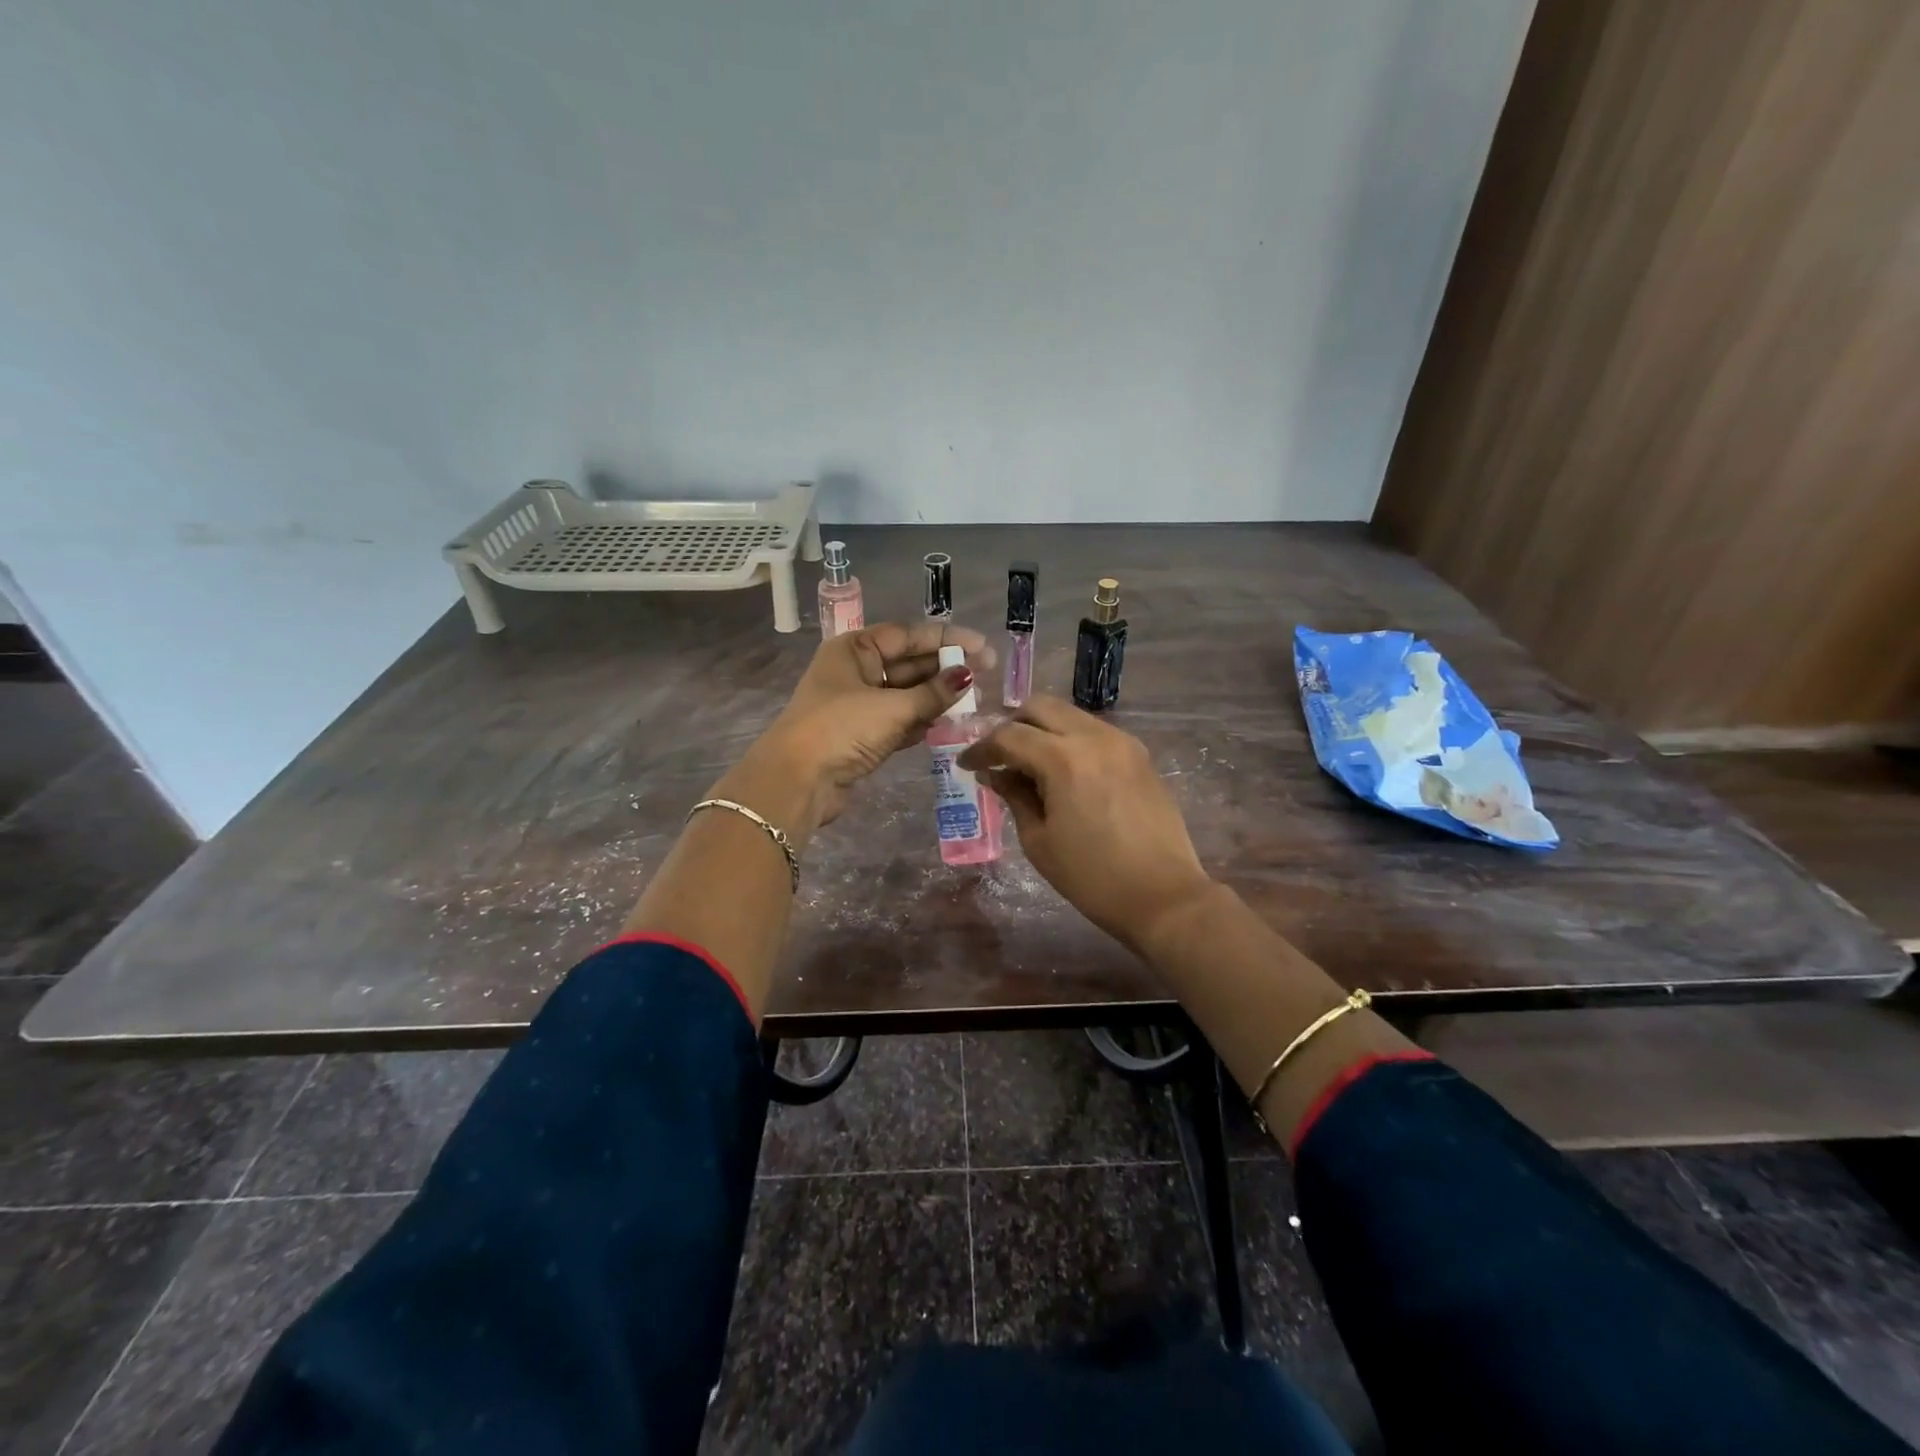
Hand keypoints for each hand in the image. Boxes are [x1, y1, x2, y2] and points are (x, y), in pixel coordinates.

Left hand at [754, 621, 996, 826]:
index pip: (908, 636)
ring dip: (938, 697)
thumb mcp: (892, 708)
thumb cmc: (840, 729)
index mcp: (854, 649)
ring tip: (976, 701)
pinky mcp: (863, 735)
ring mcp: (858, 705)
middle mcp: (856, 671)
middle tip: (986, 675)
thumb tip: (967, 676)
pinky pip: (901, 720)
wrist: (797, 782)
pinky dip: (923, 720)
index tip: (982, 647)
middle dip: (946, 669)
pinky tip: (951, 723)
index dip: (946, 639)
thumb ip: (933, 693)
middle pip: (909, 664)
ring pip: (907, 694)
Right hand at [957, 696, 1213, 952]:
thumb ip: (1014, 797)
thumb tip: (995, 774)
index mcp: (1063, 759)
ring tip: (1030, 765)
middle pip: (1040, 707)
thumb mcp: (1040, 841)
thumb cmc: (1093, 878)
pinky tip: (1064, 772)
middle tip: (998, 756)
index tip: (966, 765)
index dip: (981, 748)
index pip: (1009, 736)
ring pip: (1069, 715)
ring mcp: (1121, 742)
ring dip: (1042, 730)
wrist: (1164, 896)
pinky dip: (1070, 740)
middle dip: (1011, 725)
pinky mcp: (1139, 754)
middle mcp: (1093, 737)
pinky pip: (1094, 731)